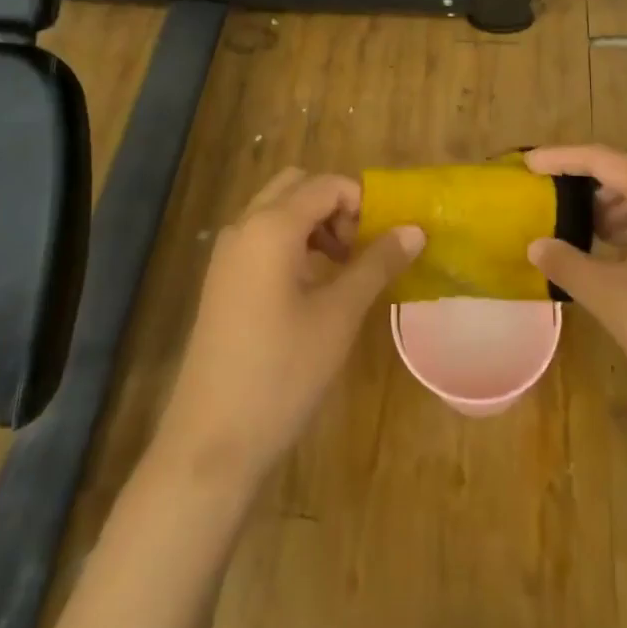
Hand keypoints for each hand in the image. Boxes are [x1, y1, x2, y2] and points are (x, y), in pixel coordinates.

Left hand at [154, 168, 423, 480]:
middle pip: (297, 186)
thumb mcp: (339, 315)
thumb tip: (415, 229)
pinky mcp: (222, 280)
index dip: (362, 202)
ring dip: (314, 223)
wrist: (211, 442)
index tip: (384, 241)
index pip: (326, 185)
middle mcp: (244, 226)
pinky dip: (292, 242)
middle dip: (335, 205)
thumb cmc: (281, 372)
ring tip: (344, 269)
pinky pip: (261, 238)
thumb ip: (377, 264)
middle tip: (360, 248)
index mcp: (271, 226)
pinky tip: (312, 287)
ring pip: (277, 210)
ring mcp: (227, 253)